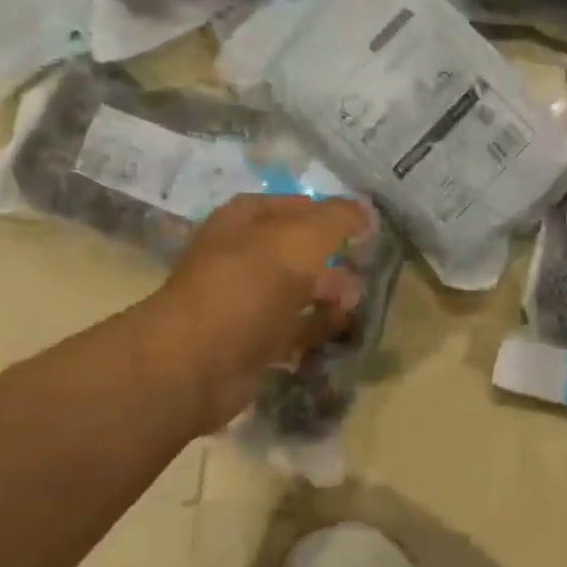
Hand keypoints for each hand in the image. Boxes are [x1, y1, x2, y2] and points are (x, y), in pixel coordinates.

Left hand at [150, 194, 373, 429]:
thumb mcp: (303, 238)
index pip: (291, 205)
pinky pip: (292, 329)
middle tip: (361, 270)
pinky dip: (316, 329)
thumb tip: (365, 209)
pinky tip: (339, 331)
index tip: (362, 228)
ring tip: (352, 305)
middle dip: (332, 259)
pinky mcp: (250, 341)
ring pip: (296, 291)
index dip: (326, 213)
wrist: (200, 361)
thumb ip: (338, 218)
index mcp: (242, 221)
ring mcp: (243, 301)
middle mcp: (239, 256)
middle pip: (296, 251)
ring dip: (329, 296)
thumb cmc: (251, 285)